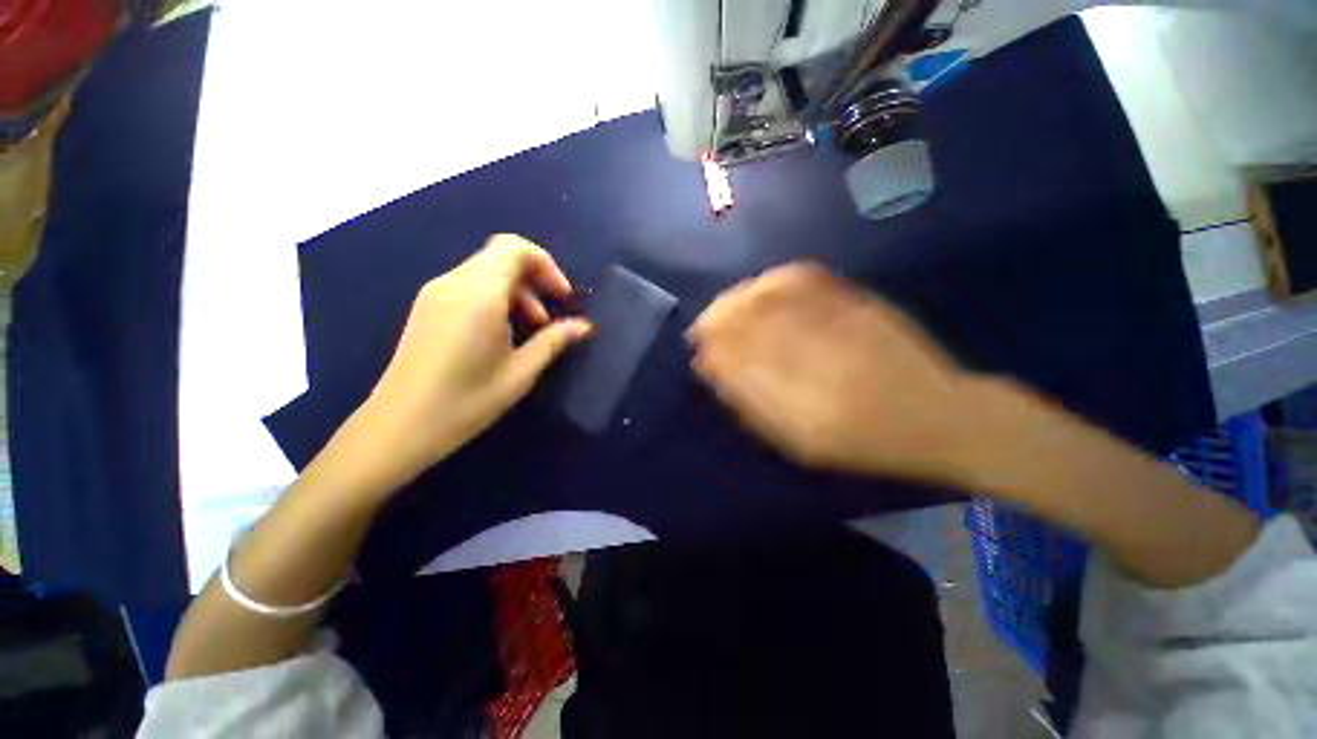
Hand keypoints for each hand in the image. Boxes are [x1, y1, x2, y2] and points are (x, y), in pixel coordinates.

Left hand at [344, 234, 590, 494]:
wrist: (399, 427)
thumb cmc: (466, 402)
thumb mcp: (520, 373)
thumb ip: (553, 341)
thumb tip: (583, 326)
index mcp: (478, 295)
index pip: (514, 248)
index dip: (546, 264)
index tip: (562, 297)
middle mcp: (453, 283)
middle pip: (501, 256)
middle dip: (534, 278)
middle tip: (549, 317)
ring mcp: (435, 294)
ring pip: (485, 270)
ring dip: (516, 291)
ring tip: (530, 327)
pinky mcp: (427, 307)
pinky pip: (469, 285)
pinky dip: (495, 297)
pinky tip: (501, 331)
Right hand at [689, 262, 975, 485]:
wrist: (939, 416)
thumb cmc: (863, 441)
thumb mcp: (800, 442)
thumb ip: (752, 405)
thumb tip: (712, 370)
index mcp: (803, 404)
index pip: (737, 362)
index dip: (711, 351)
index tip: (697, 350)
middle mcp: (817, 356)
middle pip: (748, 322)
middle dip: (716, 321)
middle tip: (702, 328)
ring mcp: (838, 322)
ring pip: (769, 296)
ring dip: (737, 300)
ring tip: (723, 309)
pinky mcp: (857, 302)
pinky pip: (803, 279)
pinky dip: (772, 281)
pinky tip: (758, 289)